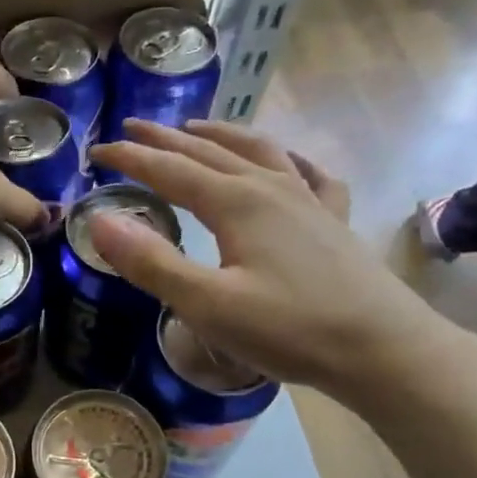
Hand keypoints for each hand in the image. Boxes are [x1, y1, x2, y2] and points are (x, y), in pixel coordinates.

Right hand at [87, 119, 469, 401]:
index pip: (169, 170)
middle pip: (209, 152)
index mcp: (236, 202)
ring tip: (197, 129)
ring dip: (221, 136)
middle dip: (166, 139)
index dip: (129, 159)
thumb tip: (99, 220)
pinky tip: (287, 161)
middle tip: (132, 128)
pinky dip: (289, 159)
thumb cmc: (289, 329)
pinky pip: (309, 174)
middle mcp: (271, 187)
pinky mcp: (334, 221)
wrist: (381, 349)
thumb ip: (151, 263)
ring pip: (258, 151)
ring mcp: (308, 200)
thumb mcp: (207, 304)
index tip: (95, 152)